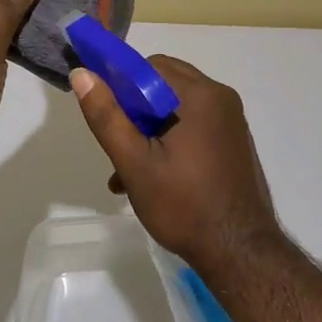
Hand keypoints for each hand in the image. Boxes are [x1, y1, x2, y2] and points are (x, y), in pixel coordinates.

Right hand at [71, 56, 280, 271]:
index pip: (150, 66)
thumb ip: (107, 116)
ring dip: (148, 131)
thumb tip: (82, 74)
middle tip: (117, 143)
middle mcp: (220, 98)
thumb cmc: (184, 205)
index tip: (105, 112)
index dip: (121, 82)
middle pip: (163, 84)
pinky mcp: (232, 142)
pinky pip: (192, 126)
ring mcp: (230, 121)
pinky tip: (149, 179)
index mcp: (200, 94)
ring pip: (175, 108)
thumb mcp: (135, 163)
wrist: (240, 255)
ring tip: (124, 172)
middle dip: (134, 110)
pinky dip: (169, 141)